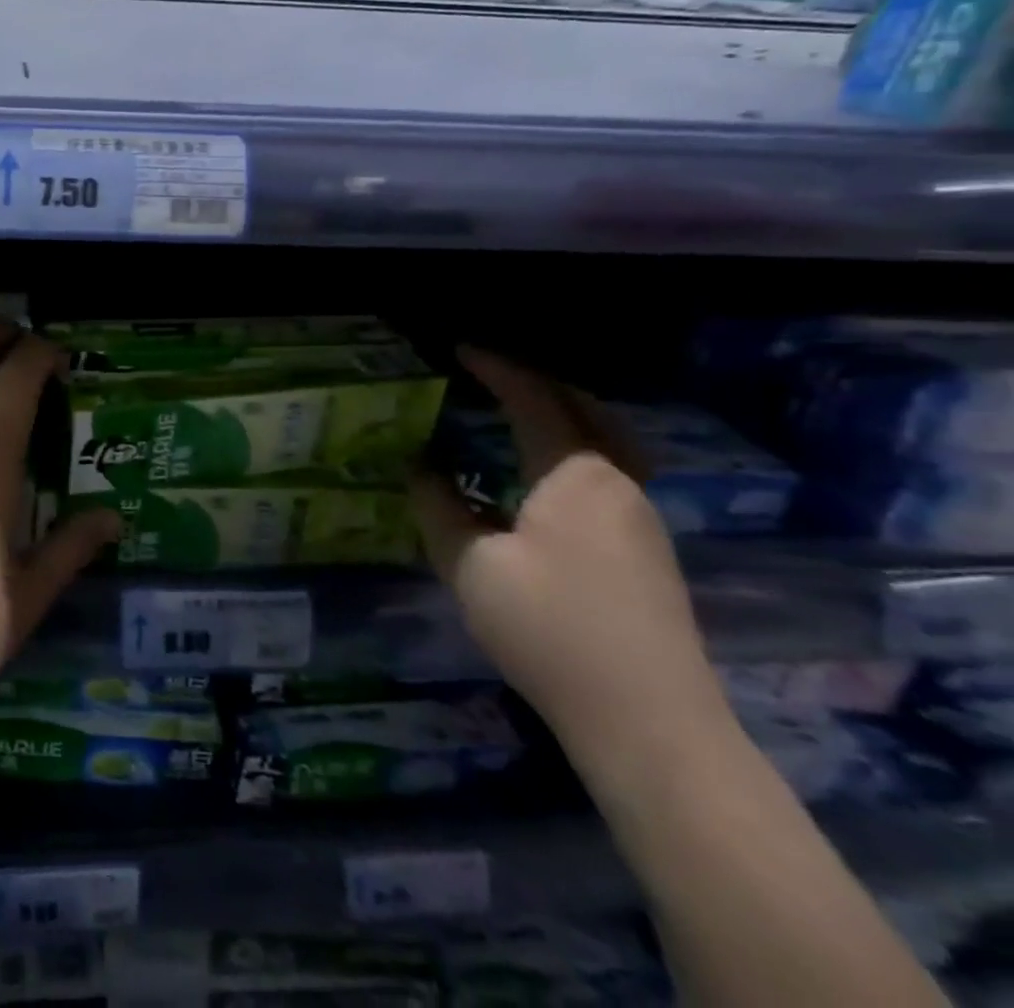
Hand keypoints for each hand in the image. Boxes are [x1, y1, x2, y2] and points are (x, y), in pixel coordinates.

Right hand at [409, 348, 732, 764]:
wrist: (650, 722)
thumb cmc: (551, 629)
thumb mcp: (470, 565)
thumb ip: (438, 507)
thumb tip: (420, 467)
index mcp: (575, 474)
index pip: (534, 398)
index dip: (496, 367)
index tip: (459, 348)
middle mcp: (617, 482)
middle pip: (585, 410)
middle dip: (538, 384)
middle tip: (492, 375)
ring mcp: (642, 519)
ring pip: (606, 442)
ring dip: (564, 416)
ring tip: (520, 415)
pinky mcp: (649, 552)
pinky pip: (609, 472)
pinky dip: (576, 450)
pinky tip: (547, 478)